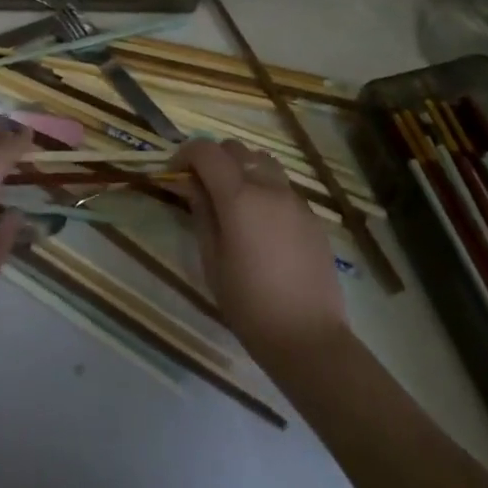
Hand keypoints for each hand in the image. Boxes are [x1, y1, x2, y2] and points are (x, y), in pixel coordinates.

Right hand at [175, 139, 350, 366]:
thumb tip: (191, 184)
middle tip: (201, 186)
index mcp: (238, 197)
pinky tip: (261, 222)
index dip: (185, 154)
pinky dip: (264, 188)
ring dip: (242, 168)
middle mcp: (268, 187)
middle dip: (213, 159)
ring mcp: (294, 199)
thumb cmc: (250, 304)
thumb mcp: (212, 260)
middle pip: (235, 149)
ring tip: (233, 199)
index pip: (206, 150)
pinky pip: (282, 186)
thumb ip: (201, 213)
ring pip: (262, 161)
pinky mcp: (312, 216)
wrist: (309, 338)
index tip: (175, 174)